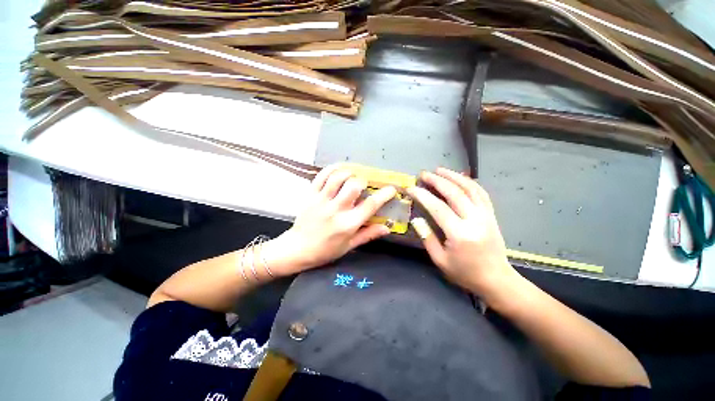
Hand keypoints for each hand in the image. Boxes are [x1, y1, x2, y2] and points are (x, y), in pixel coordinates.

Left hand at [271, 164, 396, 274]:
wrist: (297, 249)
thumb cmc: (326, 250)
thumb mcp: (349, 246)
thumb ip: (369, 234)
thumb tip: (387, 227)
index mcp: (348, 224)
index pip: (370, 205)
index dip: (384, 195)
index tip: (391, 189)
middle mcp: (336, 209)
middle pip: (353, 186)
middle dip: (363, 181)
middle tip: (364, 185)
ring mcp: (321, 200)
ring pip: (337, 177)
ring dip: (348, 173)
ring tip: (352, 176)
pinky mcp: (310, 195)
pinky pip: (321, 176)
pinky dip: (331, 169)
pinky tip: (338, 170)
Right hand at [407, 167, 515, 296]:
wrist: (497, 280)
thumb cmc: (465, 273)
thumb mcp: (440, 260)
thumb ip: (427, 237)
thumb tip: (416, 219)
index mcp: (460, 234)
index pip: (437, 208)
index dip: (422, 195)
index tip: (411, 188)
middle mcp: (475, 220)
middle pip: (454, 193)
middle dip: (437, 180)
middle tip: (423, 174)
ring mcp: (486, 215)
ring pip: (470, 188)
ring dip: (453, 176)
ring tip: (440, 170)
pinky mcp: (491, 215)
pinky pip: (481, 193)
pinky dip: (469, 182)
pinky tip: (460, 178)